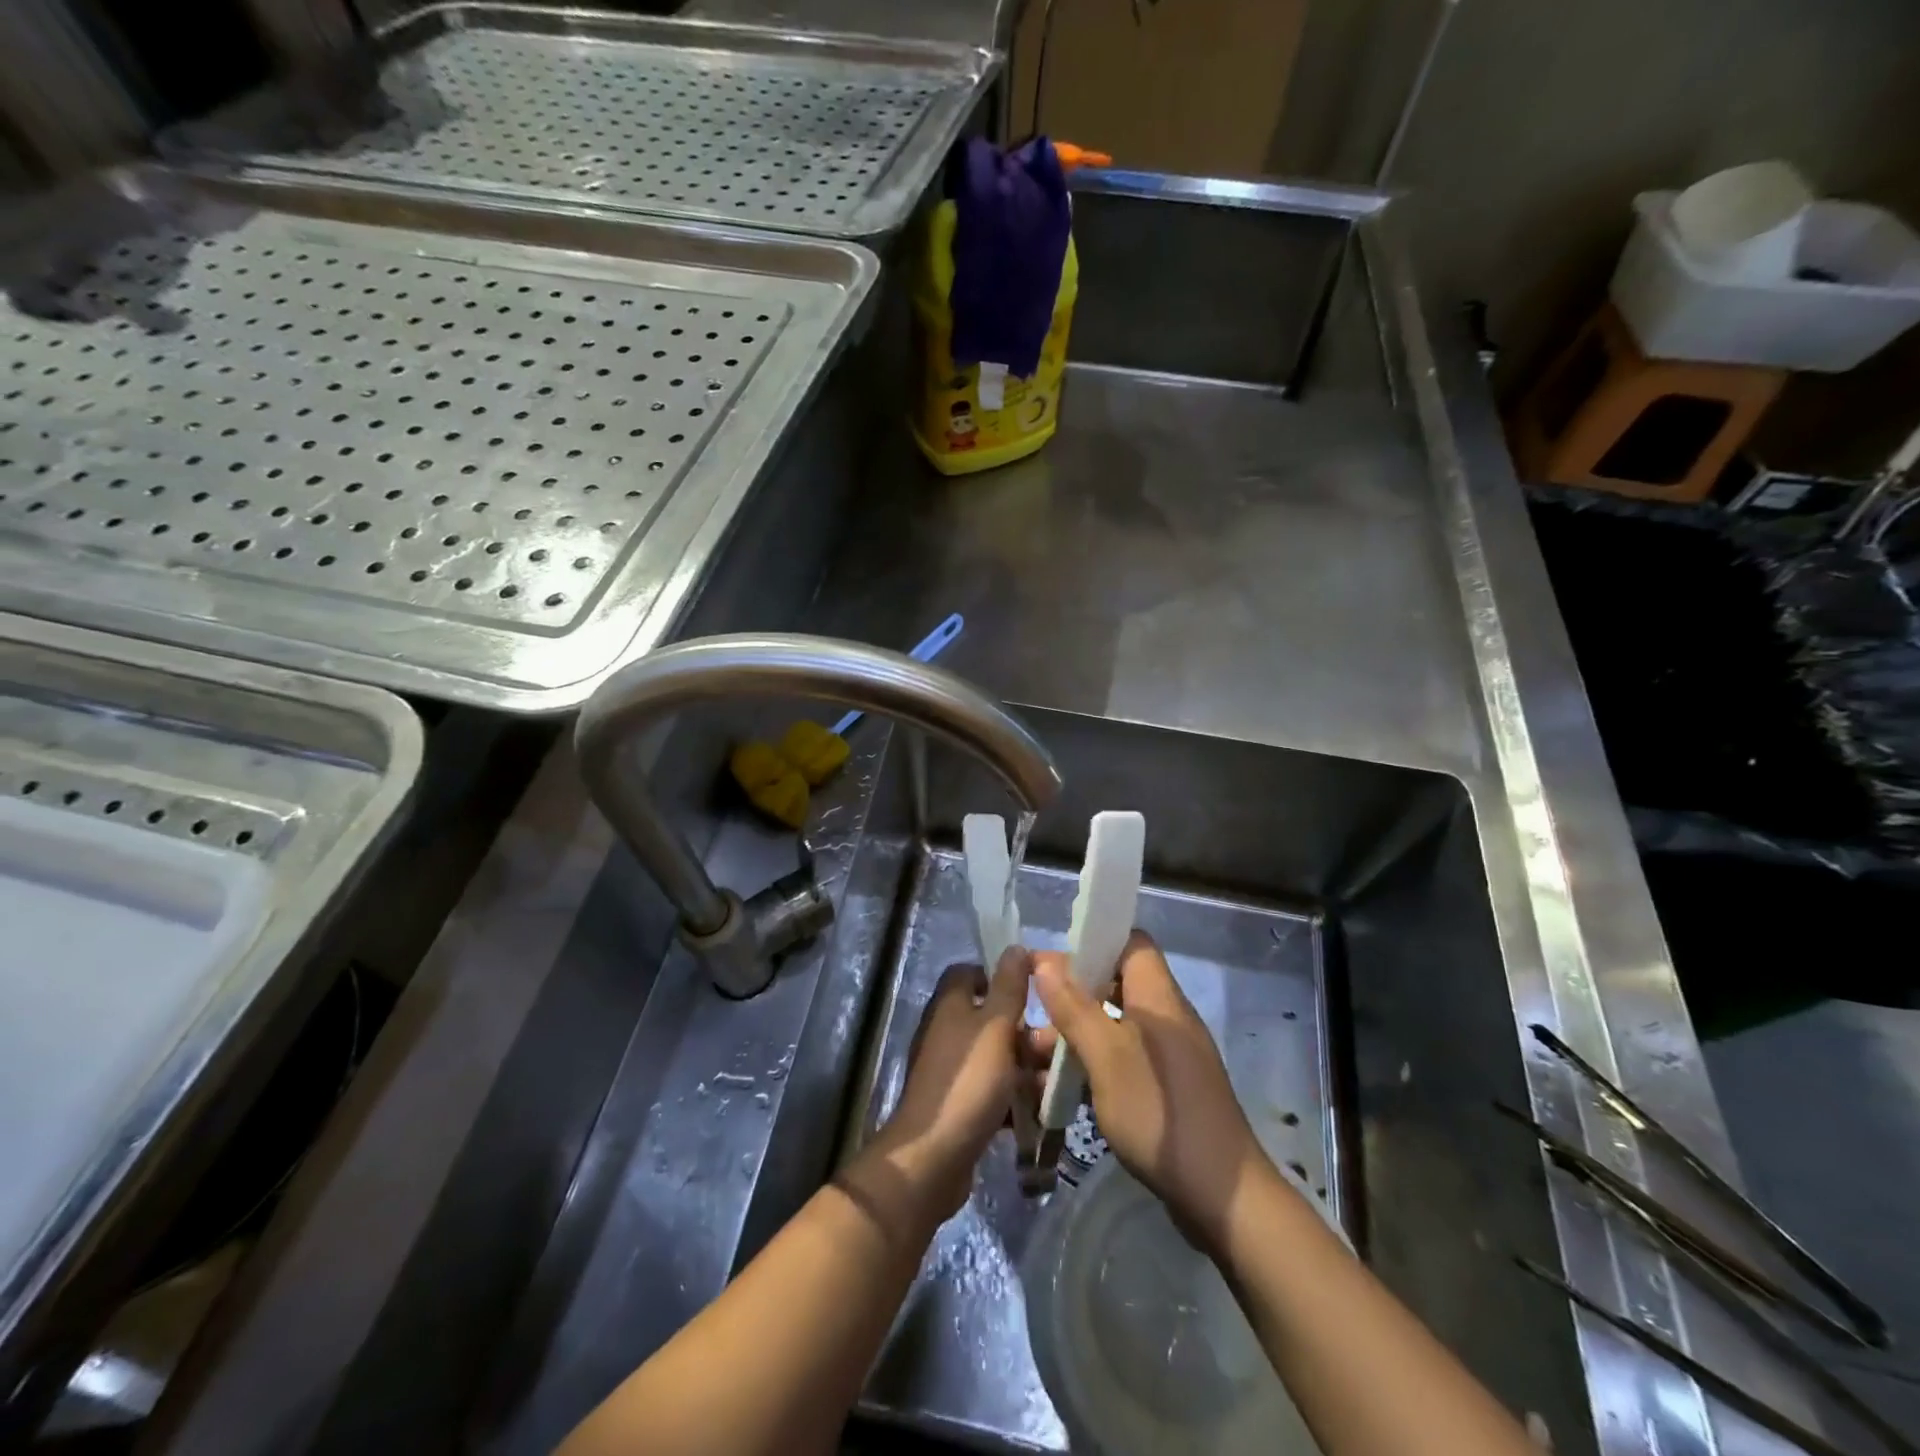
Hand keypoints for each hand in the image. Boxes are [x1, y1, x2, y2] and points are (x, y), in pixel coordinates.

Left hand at [856, 947, 1043, 1225]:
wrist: (932, 1159)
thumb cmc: (967, 1083)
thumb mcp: (995, 1028)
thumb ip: (1008, 988)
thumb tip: (1015, 947)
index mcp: (951, 1005)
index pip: (971, 973)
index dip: (1001, 976)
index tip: (1036, 989)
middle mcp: (949, 1032)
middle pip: (993, 1018)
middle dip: (1028, 1031)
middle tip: (1061, 1046)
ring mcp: (953, 1071)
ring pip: (999, 1057)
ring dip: (1029, 1067)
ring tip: (1062, 1083)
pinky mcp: (961, 1105)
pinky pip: (995, 1091)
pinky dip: (1017, 1097)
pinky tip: (1044, 1111)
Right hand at [1031, 930, 1261, 1252]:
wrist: (1221, 1196)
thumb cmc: (1159, 1113)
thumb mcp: (1105, 1056)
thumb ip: (1075, 1007)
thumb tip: (1045, 962)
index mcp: (1159, 997)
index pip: (1131, 942)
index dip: (1094, 940)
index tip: (1053, 958)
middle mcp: (1167, 1017)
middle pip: (1118, 982)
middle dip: (1074, 991)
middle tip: (1034, 1008)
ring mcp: (1171, 1055)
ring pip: (1116, 1024)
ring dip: (1078, 1032)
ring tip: (1034, 1054)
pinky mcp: (1168, 1089)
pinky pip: (1125, 1057)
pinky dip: (1094, 1062)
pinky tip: (1063, 1086)